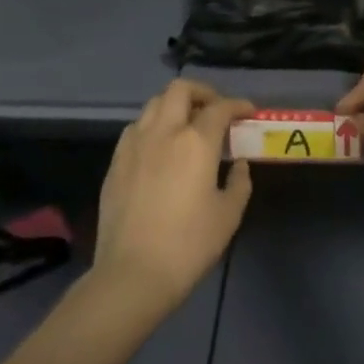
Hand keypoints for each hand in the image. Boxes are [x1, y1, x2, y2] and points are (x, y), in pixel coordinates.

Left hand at [92, 80, 254, 318]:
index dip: (237, 105)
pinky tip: (160, 147)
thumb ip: (239, 182)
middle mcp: (163, 131)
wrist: (132, 274)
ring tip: (187, 125)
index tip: (248, 111)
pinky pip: (136, 128)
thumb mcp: (228, 215)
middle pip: (180, 90)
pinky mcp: (116, 162)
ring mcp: (134, 144)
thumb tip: (239, 163)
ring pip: (154, 104)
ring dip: (174, 105)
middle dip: (202, 92)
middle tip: (215, 109)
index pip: (220, 108)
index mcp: (196, 142)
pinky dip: (153, 126)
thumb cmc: (188, 245)